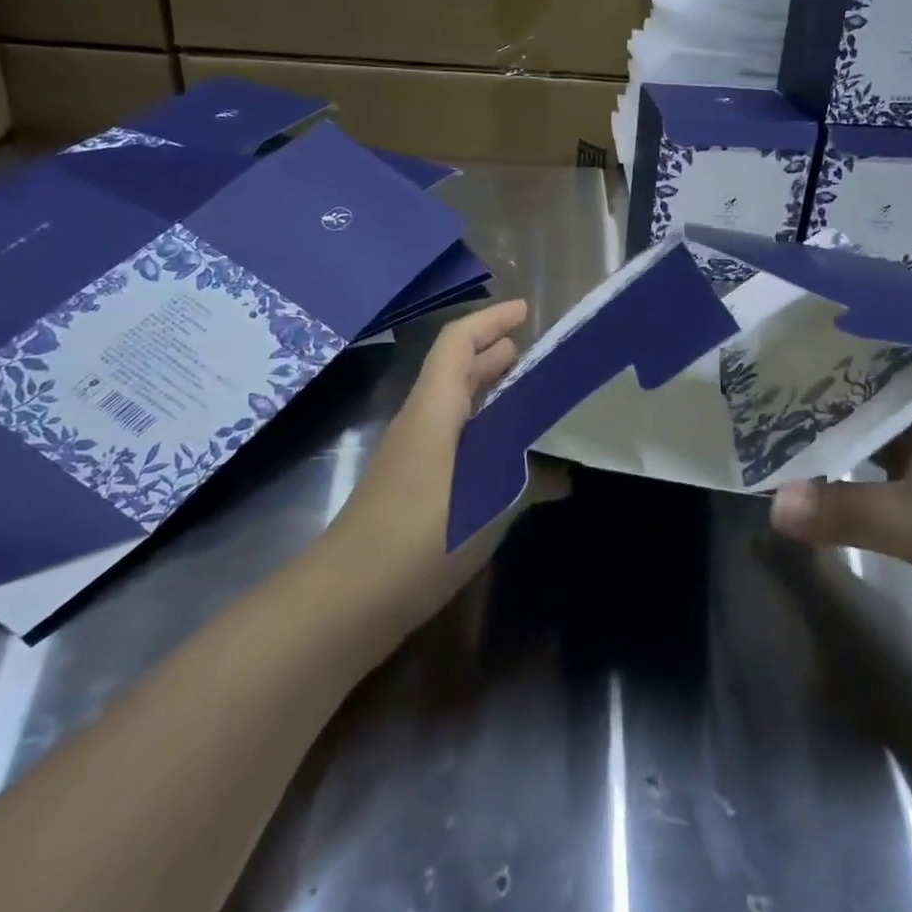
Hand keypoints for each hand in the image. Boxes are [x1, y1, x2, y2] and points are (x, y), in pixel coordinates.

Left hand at [316, 300, 568, 633]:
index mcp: (433, 411)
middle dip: (493, 354)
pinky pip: (454, 440)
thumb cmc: (417, 539)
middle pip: (455, 371)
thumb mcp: (485, 507)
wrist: (347, 600)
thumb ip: (529, 484)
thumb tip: (563, 475)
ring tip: (532, 396)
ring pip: (455, 407)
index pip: (456, 344)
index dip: (490, 321)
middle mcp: (421, 424)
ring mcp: (414, 457)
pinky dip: (484, 433)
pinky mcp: (414, 488)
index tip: (526, 311)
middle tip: (537, 354)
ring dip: (489, 393)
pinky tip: (511, 458)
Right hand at [769, 250, 911, 666]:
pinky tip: (816, 458)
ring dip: (850, 401)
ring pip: (886, 419)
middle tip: (811, 319)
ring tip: (795, 380)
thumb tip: (774, 503)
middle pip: (901, 372)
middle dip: (866, 343)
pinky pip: (880, 464)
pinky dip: (850, 456)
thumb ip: (846, 511)